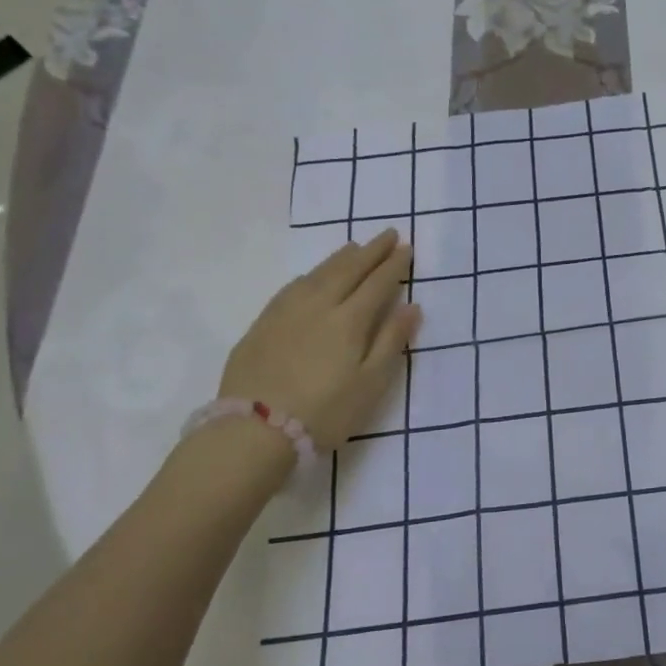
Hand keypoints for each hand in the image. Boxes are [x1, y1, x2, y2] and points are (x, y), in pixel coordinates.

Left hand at [218, 229, 420, 453]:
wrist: (254, 430)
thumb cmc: (325, 412)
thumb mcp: (371, 384)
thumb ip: (391, 341)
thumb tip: (411, 306)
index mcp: (350, 320)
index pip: (378, 283)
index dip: (394, 265)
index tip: (406, 248)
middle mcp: (319, 306)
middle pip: (349, 270)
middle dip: (371, 251)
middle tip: (388, 234)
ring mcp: (286, 312)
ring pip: (319, 274)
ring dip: (341, 258)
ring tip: (355, 247)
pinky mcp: (262, 324)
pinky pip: (292, 287)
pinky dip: (311, 274)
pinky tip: (313, 275)